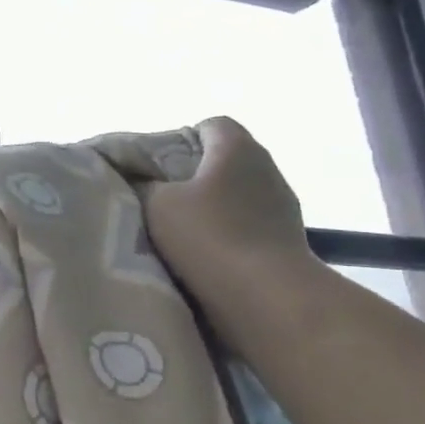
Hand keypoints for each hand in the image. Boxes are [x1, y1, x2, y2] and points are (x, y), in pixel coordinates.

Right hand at [144, 117, 312, 293]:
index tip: (157, 165)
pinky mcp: (286, 240)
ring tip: (179, 232)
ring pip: (236, 195)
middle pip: (223, 161)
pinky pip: (248, 225)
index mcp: (237, 148)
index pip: (211, 125)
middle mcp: (266, 169)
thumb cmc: (208, 236)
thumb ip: (142, 184)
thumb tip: (138, 180)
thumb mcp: (156, 203)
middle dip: (192, 176)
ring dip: (211, 208)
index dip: (181, 139)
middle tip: (159, 198)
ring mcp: (282, 206)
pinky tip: (204, 254)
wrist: (267, 298)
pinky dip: (227, 234)